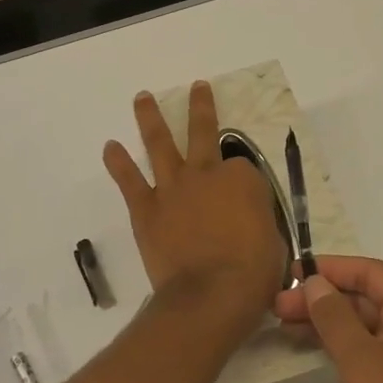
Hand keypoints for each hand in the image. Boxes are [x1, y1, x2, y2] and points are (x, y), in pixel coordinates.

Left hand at [103, 84, 288, 340]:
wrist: (210, 296)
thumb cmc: (252, 274)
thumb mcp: (272, 242)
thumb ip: (257, 220)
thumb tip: (246, 221)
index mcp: (243, 179)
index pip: (242, 166)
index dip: (243, 180)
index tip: (244, 200)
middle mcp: (206, 173)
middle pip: (203, 132)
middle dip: (201, 107)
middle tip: (197, 87)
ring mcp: (173, 187)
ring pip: (160, 144)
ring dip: (150, 118)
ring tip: (141, 97)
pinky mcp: (146, 208)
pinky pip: (129, 180)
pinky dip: (118, 162)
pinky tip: (110, 146)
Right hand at [274, 255, 382, 382]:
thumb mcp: (361, 361)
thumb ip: (335, 316)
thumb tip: (315, 282)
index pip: (373, 274)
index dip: (332, 269)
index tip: (293, 272)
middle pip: (367, 299)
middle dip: (323, 298)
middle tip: (278, 306)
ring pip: (364, 326)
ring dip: (326, 322)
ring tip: (284, 323)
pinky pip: (367, 353)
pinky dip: (338, 346)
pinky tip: (309, 349)